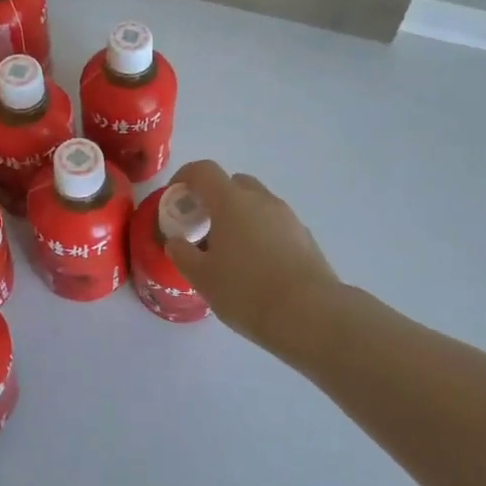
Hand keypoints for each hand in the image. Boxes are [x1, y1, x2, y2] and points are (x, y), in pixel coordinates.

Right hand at [166, 160, 341, 351]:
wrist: (310, 315)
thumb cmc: (246, 291)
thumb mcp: (203, 278)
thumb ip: (183, 254)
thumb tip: (175, 242)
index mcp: (231, 201)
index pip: (203, 170)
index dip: (184, 177)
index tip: (175, 198)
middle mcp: (261, 199)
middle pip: (233, 183)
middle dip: (214, 198)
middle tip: (202, 227)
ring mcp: (287, 216)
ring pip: (256, 204)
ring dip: (239, 216)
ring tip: (229, 252)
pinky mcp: (305, 237)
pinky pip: (274, 224)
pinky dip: (260, 233)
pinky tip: (256, 266)